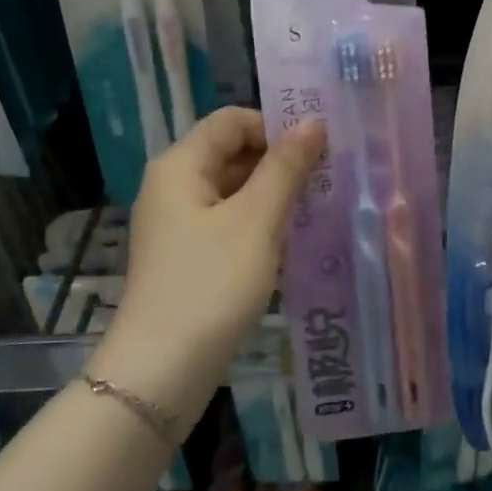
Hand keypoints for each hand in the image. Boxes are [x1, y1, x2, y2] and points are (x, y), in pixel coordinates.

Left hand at [103, 108, 324, 424]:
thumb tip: (312, 122)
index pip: (232, 121)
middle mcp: (174, 187)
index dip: (275, 126)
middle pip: (232, 153)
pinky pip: (229, 222)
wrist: (162, 369)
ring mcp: (179, 224)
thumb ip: (286, 168)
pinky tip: (291, 241)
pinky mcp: (189, 256)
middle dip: (280, 161)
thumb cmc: (211, 284)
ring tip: (318, 208)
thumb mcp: (256, 221)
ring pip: (234, 190)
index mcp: (180, 166)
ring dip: (274, 194)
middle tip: (329, 179)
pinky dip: (260, 223)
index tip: (320, 150)